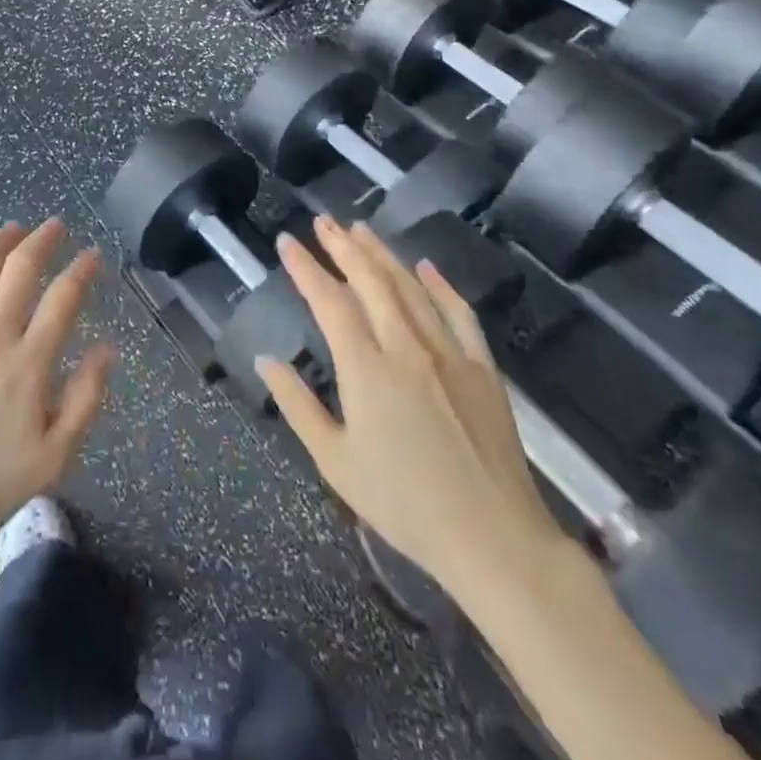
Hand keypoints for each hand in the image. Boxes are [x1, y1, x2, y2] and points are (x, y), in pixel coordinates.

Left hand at [0, 220, 114, 564]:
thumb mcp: (54, 457)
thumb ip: (86, 398)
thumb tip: (106, 348)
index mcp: (28, 363)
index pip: (63, 298)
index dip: (81, 269)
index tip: (91, 255)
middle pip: (20, 268)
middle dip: (43, 239)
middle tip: (55, 226)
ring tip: (13, 230)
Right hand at [257, 218, 565, 608]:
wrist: (494, 538)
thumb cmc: (404, 504)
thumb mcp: (335, 461)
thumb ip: (297, 405)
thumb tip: (267, 359)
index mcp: (366, 368)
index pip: (329, 301)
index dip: (305, 268)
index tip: (287, 242)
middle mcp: (406, 346)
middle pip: (370, 281)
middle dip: (342, 246)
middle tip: (323, 221)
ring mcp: (449, 353)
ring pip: (410, 287)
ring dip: (382, 254)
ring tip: (360, 230)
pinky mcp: (482, 367)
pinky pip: (458, 312)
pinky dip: (439, 285)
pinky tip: (425, 267)